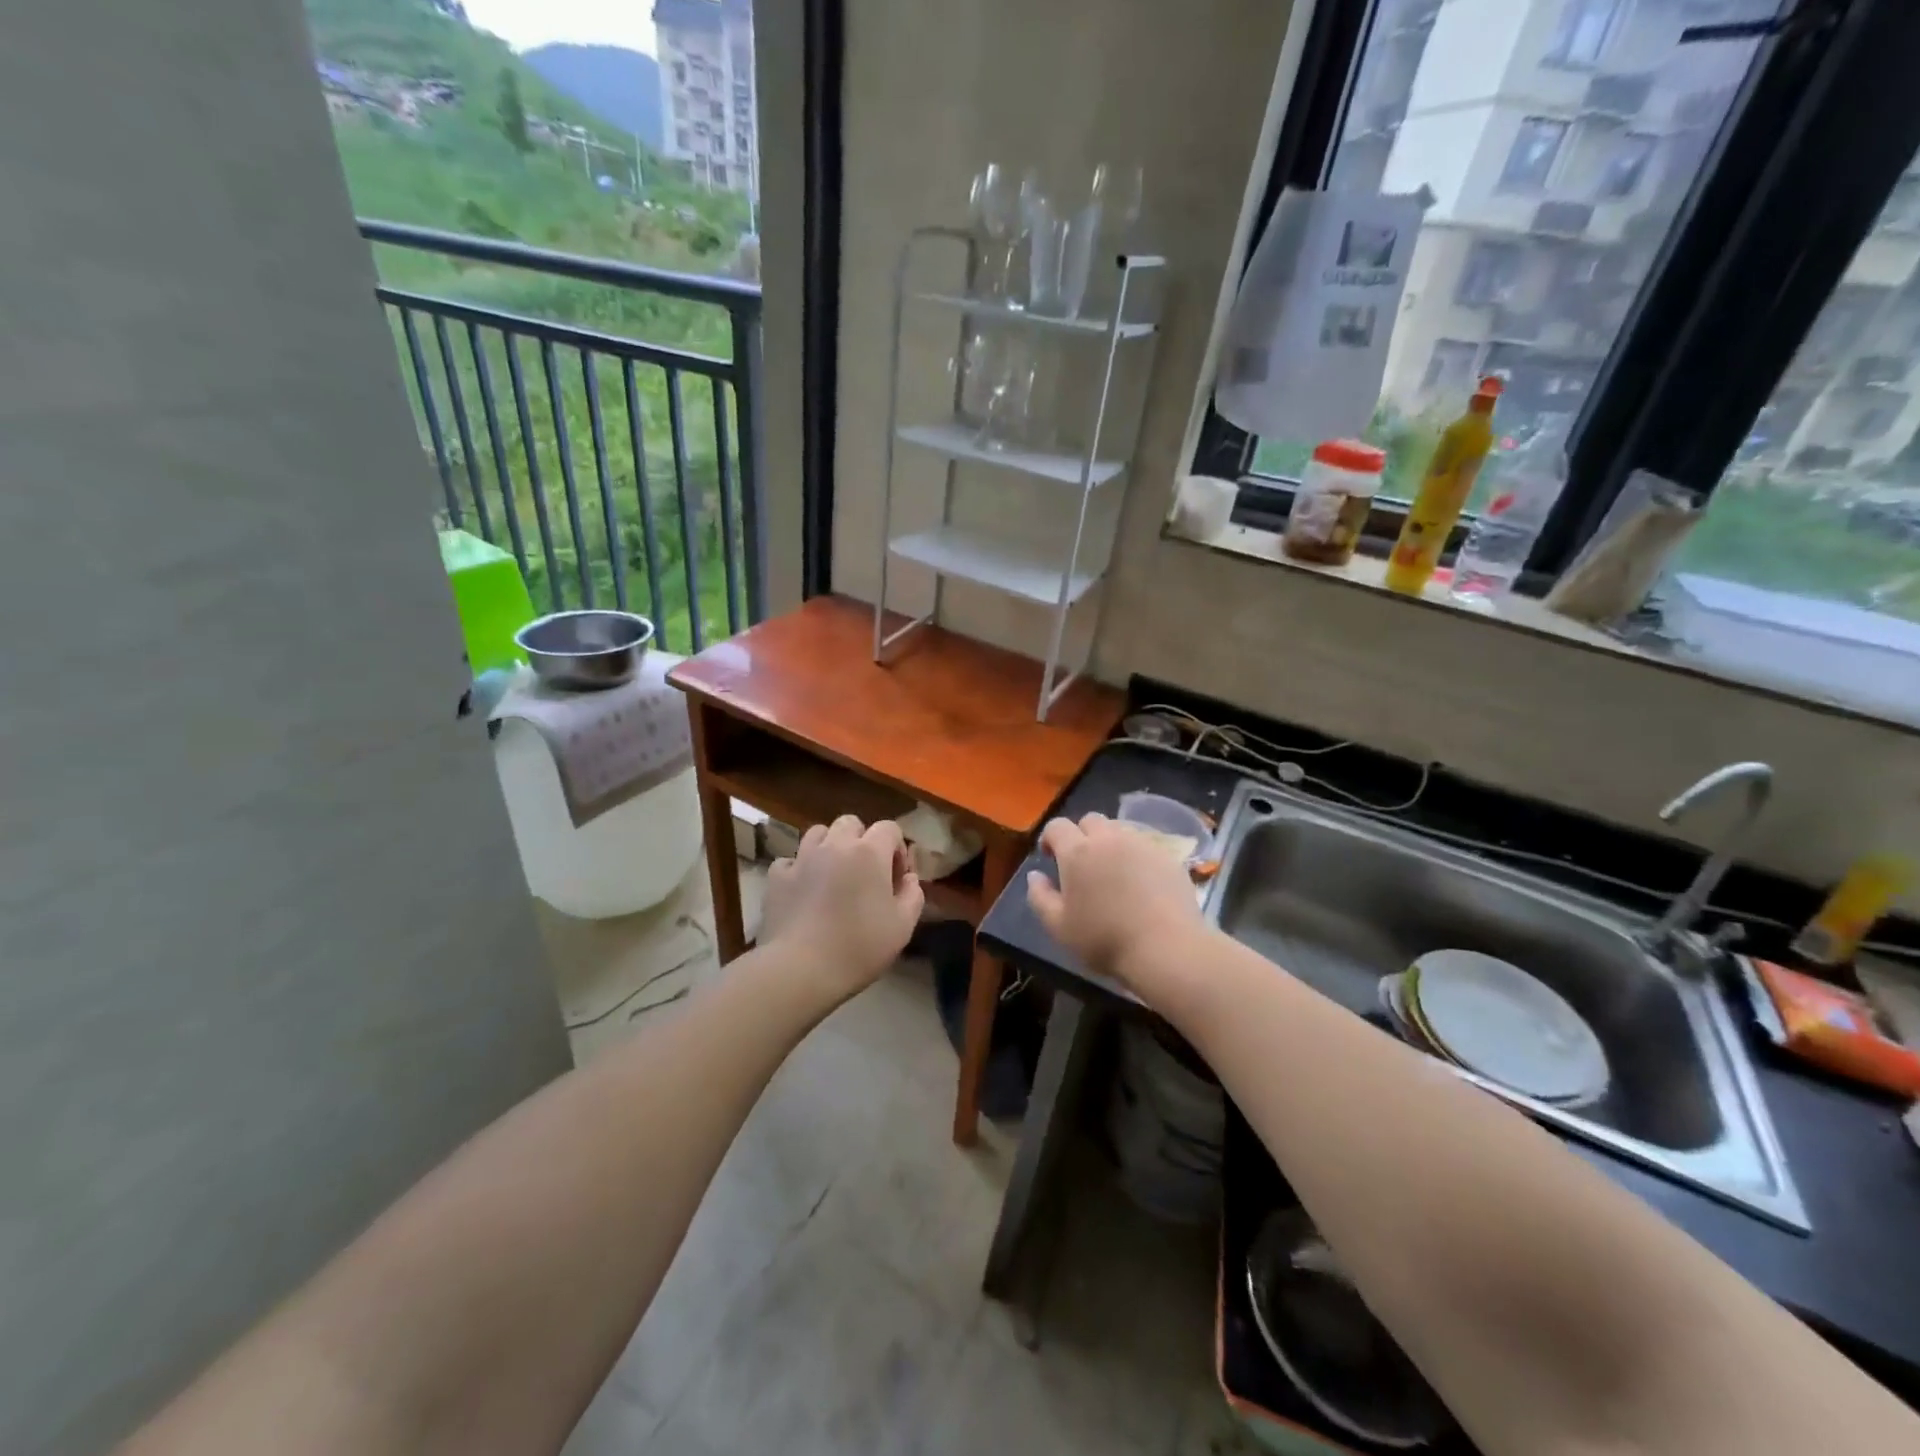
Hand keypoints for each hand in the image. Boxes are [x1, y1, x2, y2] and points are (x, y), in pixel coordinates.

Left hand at [759, 816, 923, 1001]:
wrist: (801, 968)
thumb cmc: (860, 947)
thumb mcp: (903, 926)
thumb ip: (913, 895)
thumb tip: (909, 878)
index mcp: (869, 852)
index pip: (889, 828)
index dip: (897, 849)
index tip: (896, 878)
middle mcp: (835, 845)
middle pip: (851, 824)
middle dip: (862, 840)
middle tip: (865, 872)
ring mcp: (802, 858)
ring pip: (818, 834)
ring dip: (829, 846)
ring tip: (833, 874)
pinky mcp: (777, 877)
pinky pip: (790, 861)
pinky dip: (799, 869)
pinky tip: (803, 889)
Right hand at [1025, 812, 1205, 994]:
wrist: (1166, 949)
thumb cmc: (1104, 940)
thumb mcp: (1058, 927)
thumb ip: (1040, 897)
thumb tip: (1035, 875)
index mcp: (1077, 851)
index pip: (1057, 826)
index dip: (1050, 838)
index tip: (1050, 858)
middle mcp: (1109, 838)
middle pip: (1090, 820)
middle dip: (1081, 835)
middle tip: (1082, 864)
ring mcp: (1142, 844)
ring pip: (1119, 830)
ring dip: (1110, 843)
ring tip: (1113, 872)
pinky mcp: (1168, 856)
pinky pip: (1145, 846)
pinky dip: (1136, 856)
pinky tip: (1141, 883)